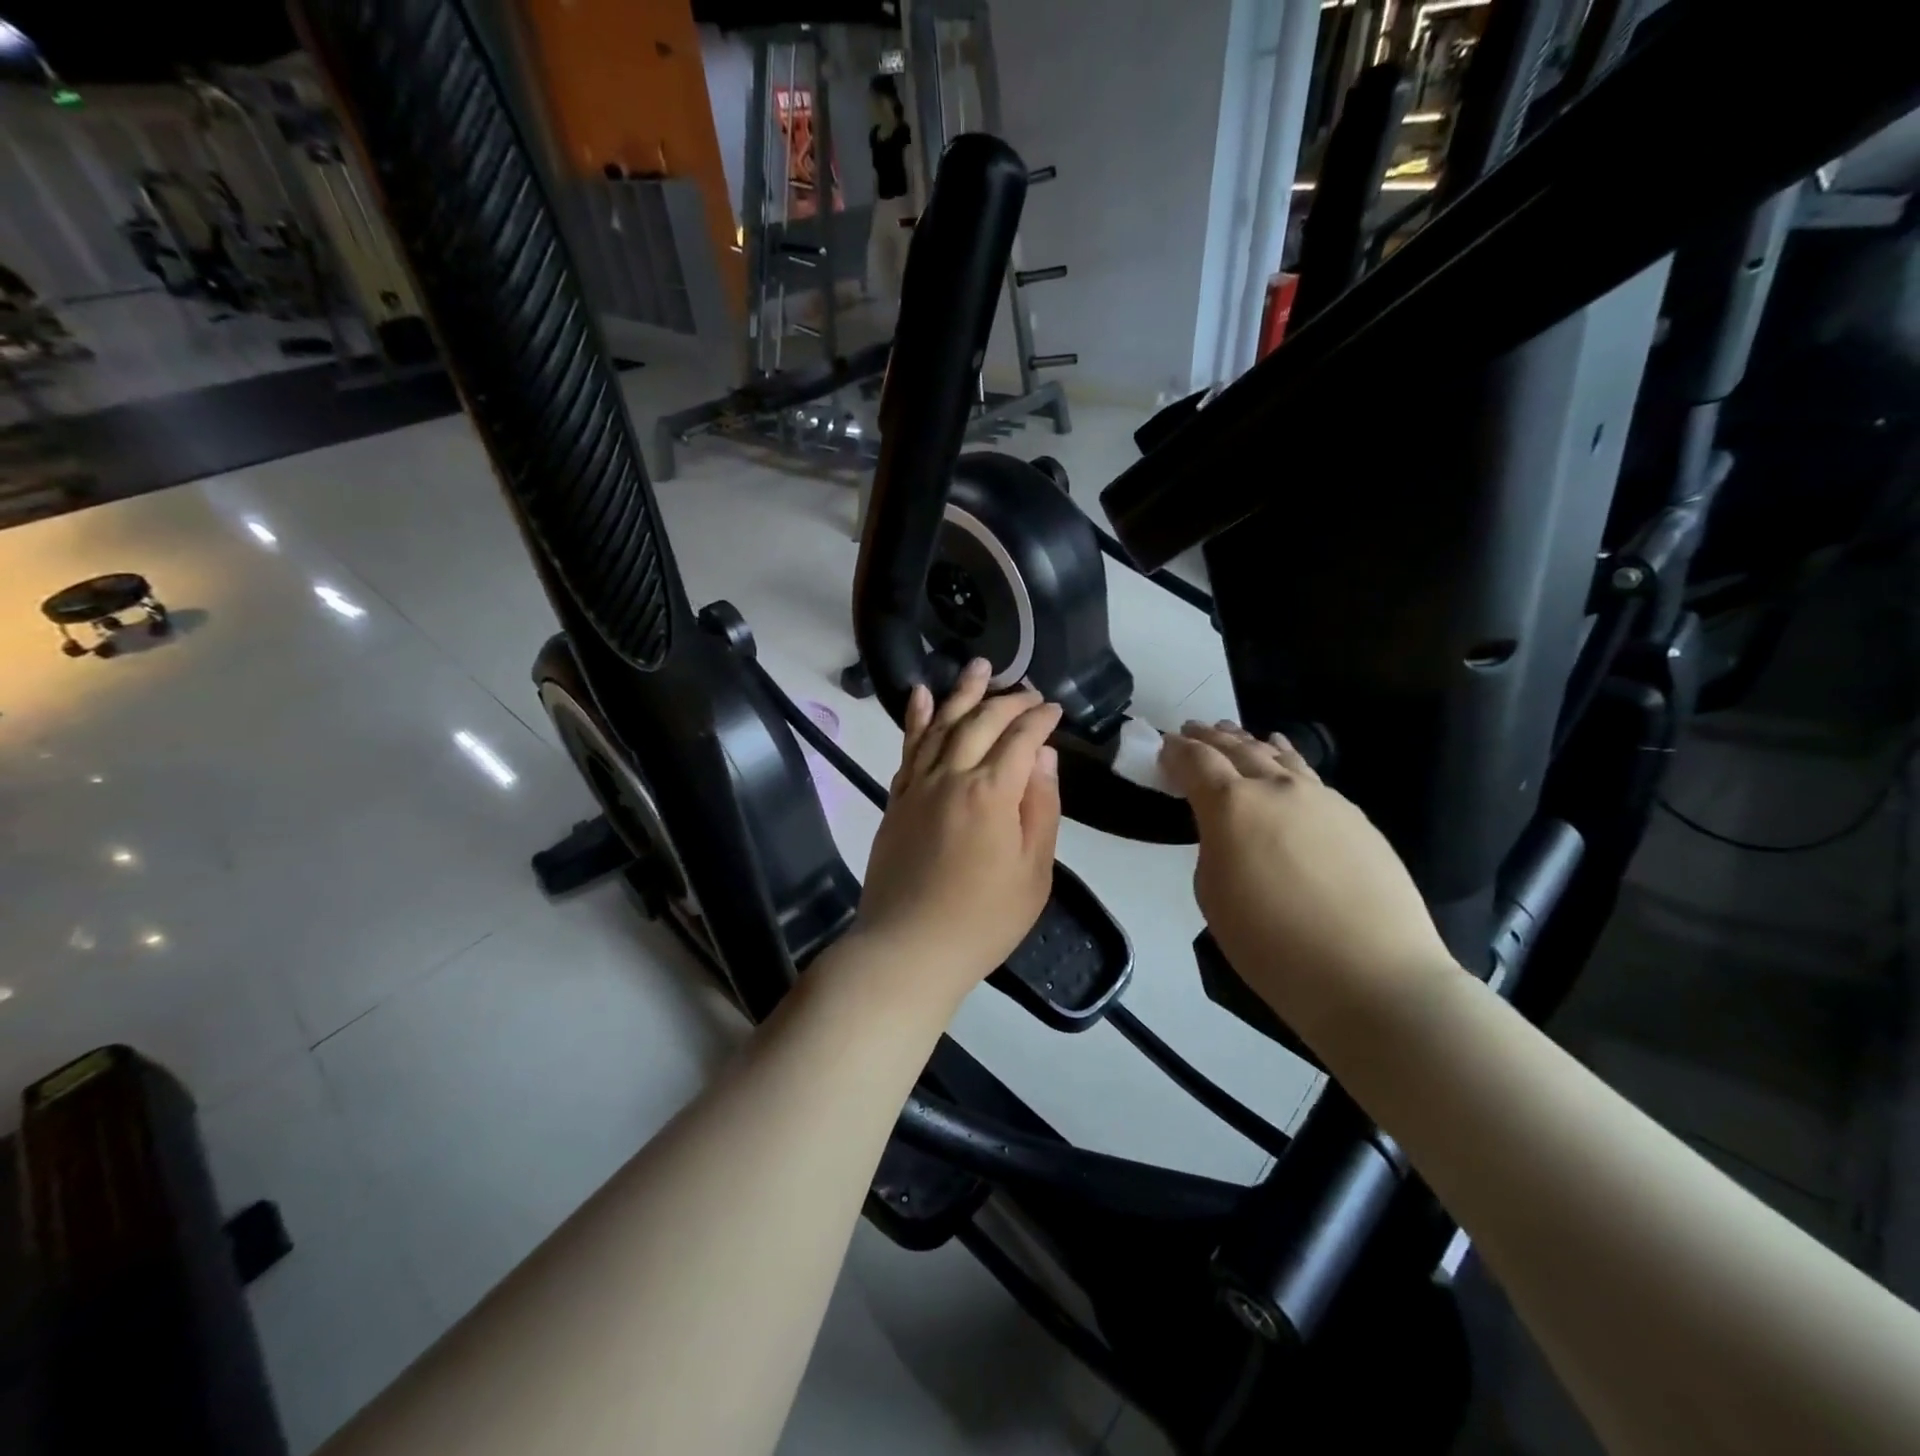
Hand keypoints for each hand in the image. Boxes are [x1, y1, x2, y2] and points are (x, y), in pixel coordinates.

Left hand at [854, 658, 1062, 1006]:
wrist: (908, 948)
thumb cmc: (983, 920)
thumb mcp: (1033, 872)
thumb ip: (1041, 808)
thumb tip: (1043, 755)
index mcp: (992, 793)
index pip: (1021, 739)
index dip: (1041, 720)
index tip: (1055, 710)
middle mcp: (952, 776)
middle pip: (982, 722)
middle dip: (1008, 700)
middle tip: (1028, 690)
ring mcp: (918, 785)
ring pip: (942, 724)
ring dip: (962, 693)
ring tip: (980, 666)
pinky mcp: (896, 799)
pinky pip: (907, 748)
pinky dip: (915, 718)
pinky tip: (921, 695)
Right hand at [1159, 722, 1456, 1038]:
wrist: (1371, 975)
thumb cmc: (1272, 944)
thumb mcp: (1213, 895)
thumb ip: (1213, 847)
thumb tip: (1229, 831)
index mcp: (1232, 805)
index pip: (1196, 761)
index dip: (1176, 751)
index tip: (1165, 746)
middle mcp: (1276, 787)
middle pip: (1237, 748)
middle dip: (1210, 738)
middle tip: (1193, 730)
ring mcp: (1321, 798)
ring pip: (1277, 754)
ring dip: (1249, 741)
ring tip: (1234, 734)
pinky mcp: (1354, 816)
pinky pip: (1308, 774)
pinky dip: (1286, 759)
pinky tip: (1284, 759)